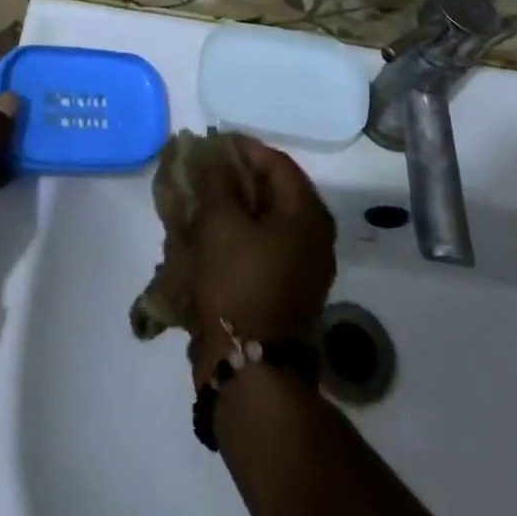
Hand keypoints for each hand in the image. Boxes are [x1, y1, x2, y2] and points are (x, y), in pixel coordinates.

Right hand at [187, 138, 336, 381]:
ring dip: (235, 207)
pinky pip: (263, 248)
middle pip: (274, 191)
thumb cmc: (237, 284)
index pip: (276, 162)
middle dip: (237, 178)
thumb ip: (217, 180)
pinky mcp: (287, 291)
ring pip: (267, 221)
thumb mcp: (220, 222)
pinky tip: (210, 237)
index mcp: (307, 214)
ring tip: (202, 202)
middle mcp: (314, 237)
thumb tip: (214, 157)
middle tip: (204, 173)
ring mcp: (303, 268)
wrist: (250, 371)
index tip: (211, 144)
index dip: (242, 148)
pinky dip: (239, 235)